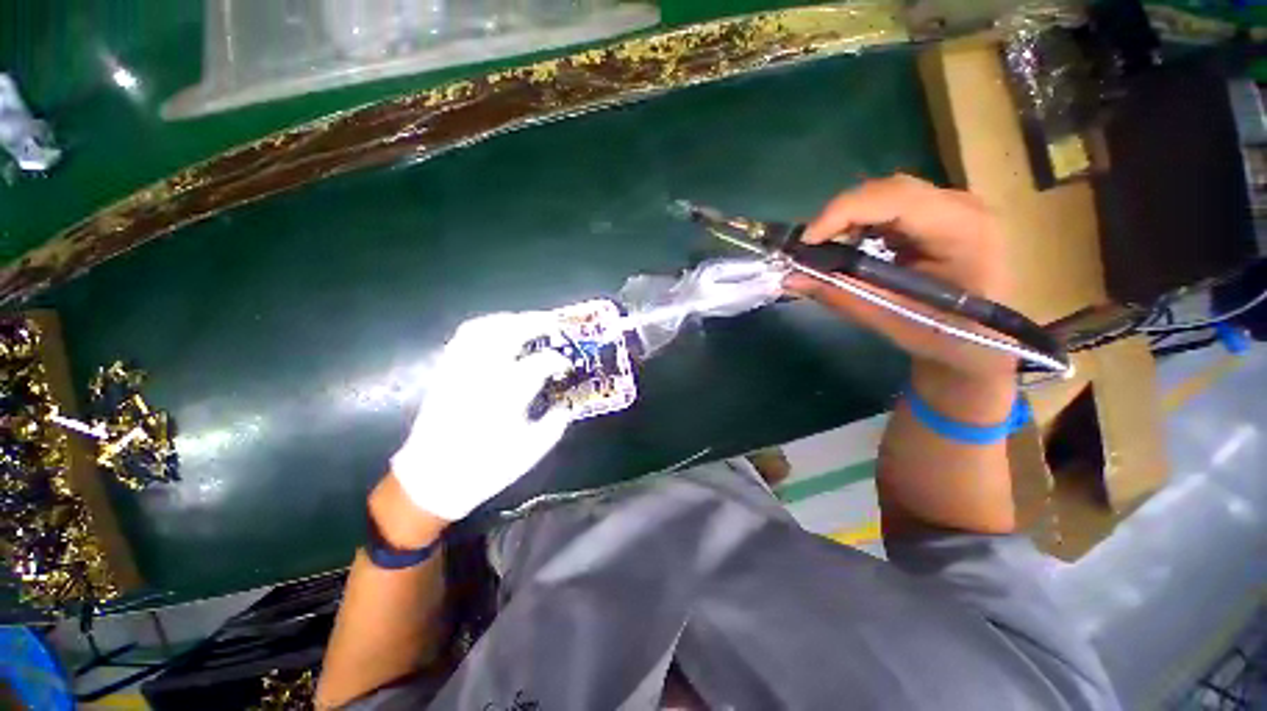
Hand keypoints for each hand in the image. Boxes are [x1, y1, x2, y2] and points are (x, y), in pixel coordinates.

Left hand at [390, 312, 572, 521]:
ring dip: (510, 320)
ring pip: (484, 328)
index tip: (566, 366)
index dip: (558, 360)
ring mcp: (460, 370)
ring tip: (528, 323)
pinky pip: (464, 338)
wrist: (433, 479)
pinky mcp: (445, 372)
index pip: (540, 363)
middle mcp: (482, 375)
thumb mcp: (531, 451)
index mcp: (507, 396)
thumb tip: (568, 403)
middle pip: (510, 333)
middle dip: (536, 323)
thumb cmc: (486, 468)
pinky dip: (485, 327)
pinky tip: (499, 332)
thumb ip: (555, 423)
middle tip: (554, 325)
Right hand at [787, 175, 1015, 381]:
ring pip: (885, 195)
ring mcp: (951, 208)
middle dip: (840, 216)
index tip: (805, 243)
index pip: (894, 198)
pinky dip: (860, 225)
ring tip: (825, 250)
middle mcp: (960, 205)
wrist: (988, 345)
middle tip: (809, 248)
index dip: (841, 213)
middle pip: (887, 190)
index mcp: (963, 229)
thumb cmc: (948, 339)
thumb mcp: (891, 320)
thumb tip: (791, 278)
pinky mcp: (938, 216)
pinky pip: (889, 208)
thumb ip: (840, 295)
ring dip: (848, 220)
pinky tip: (850, 247)